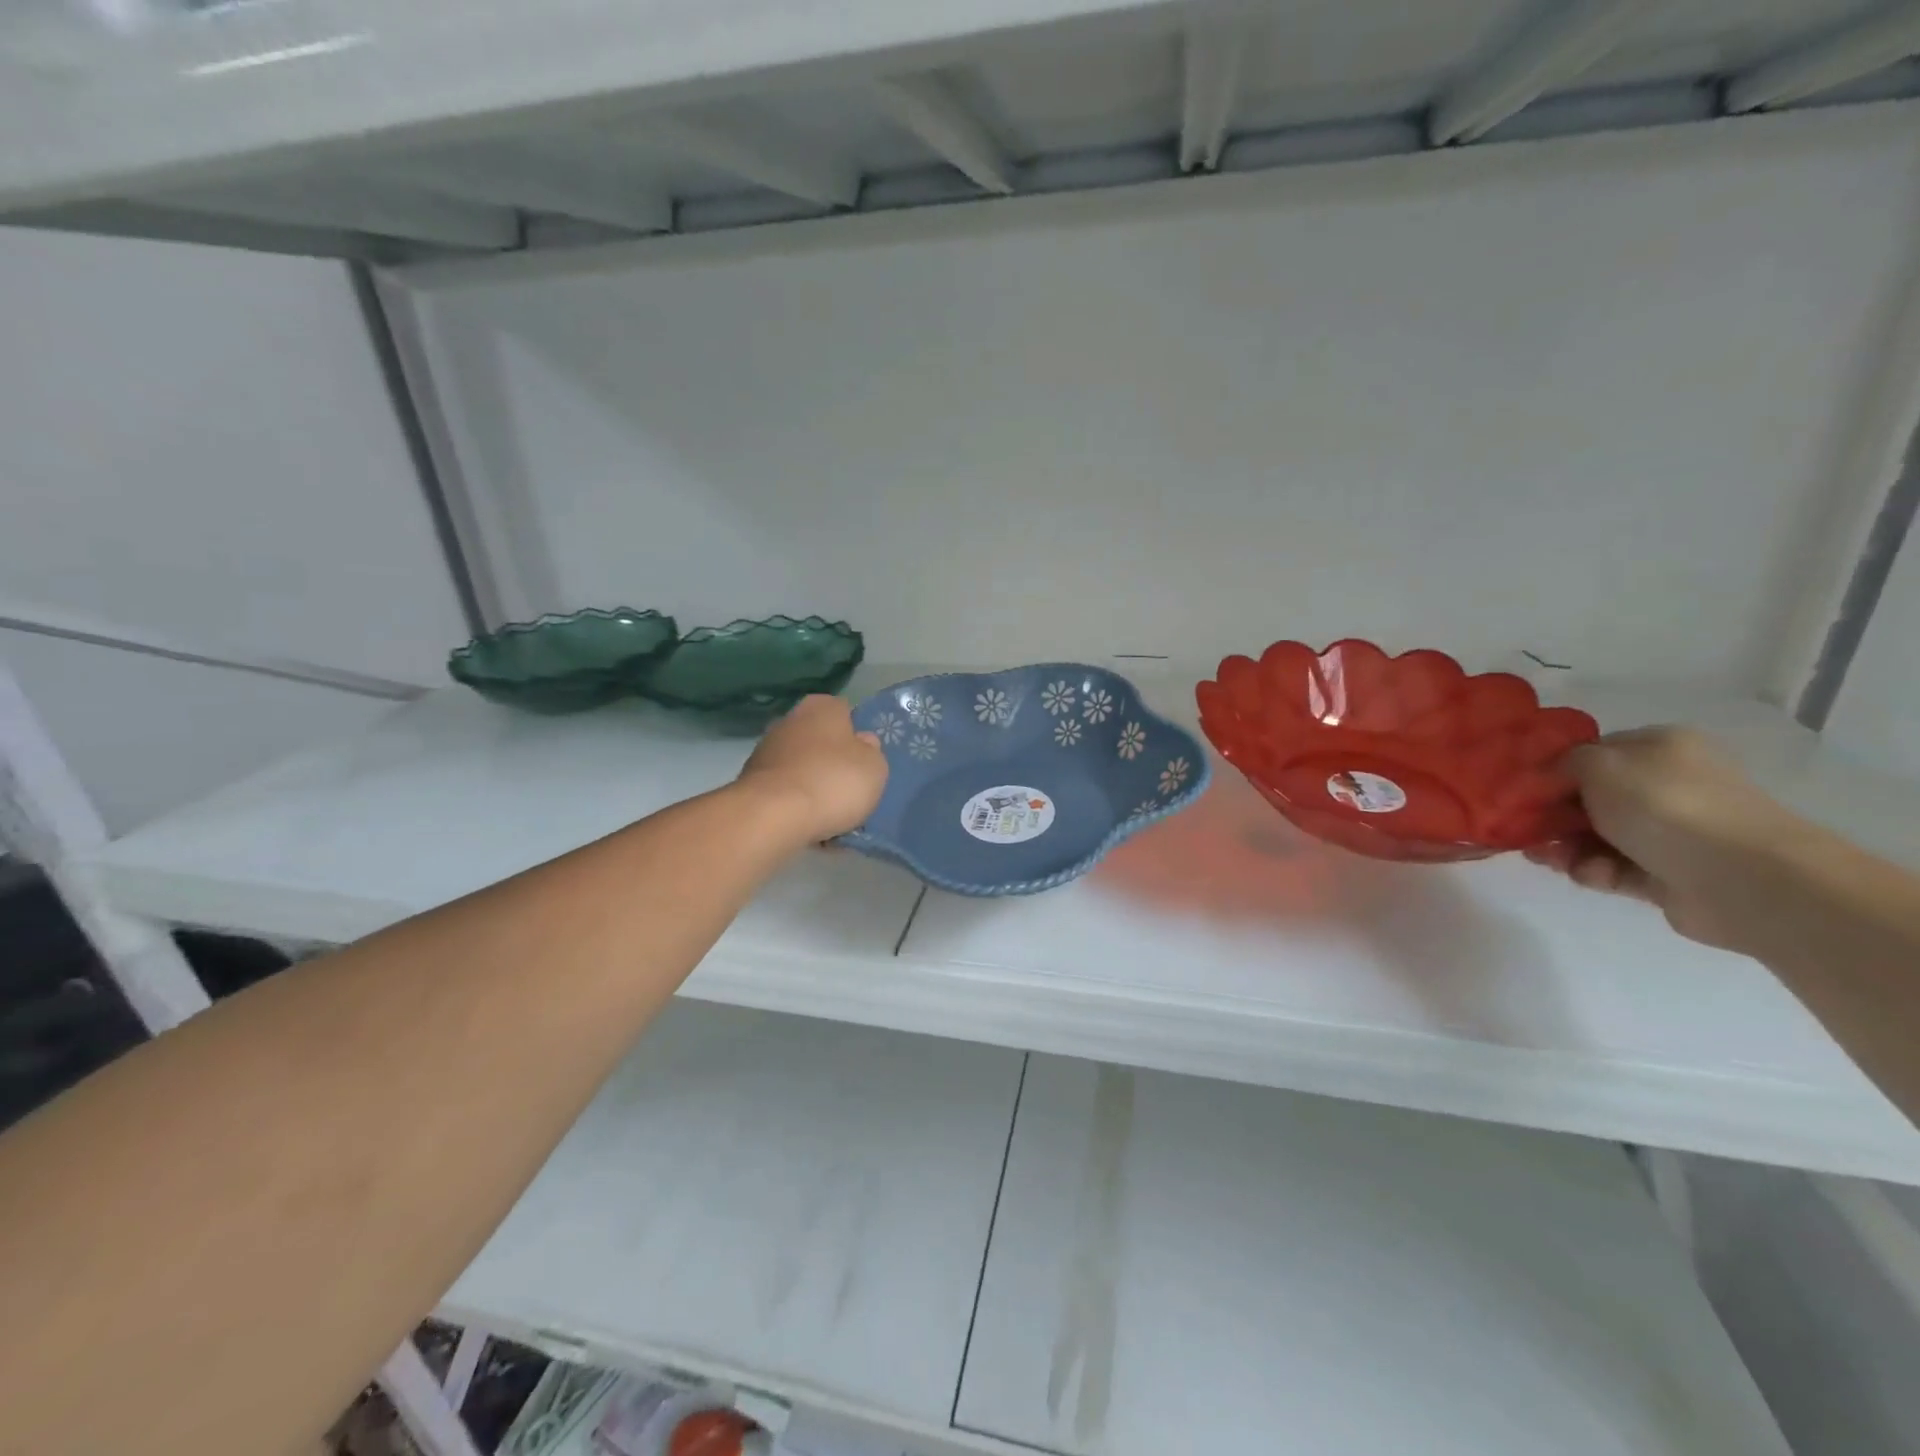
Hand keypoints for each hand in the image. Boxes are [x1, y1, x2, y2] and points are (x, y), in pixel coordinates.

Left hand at [736, 695, 888, 842]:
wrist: (772, 816)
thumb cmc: (832, 782)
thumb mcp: (874, 767)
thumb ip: (872, 752)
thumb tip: (862, 743)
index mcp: (822, 707)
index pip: (846, 713)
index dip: (857, 737)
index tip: (865, 761)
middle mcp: (791, 720)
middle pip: (821, 741)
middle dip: (833, 763)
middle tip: (851, 791)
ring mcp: (766, 750)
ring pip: (803, 768)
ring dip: (814, 787)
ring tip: (832, 818)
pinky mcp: (752, 782)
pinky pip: (786, 792)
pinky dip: (796, 806)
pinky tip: (809, 827)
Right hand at [1527, 727, 1800, 952]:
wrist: (1741, 878)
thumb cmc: (1664, 805)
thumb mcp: (1598, 765)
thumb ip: (1561, 763)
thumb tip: (1546, 777)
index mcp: (1661, 748)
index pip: (1593, 753)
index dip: (1553, 771)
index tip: (1521, 791)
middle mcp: (1669, 785)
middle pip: (1590, 798)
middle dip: (1553, 816)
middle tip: (1523, 831)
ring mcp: (1672, 832)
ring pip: (1596, 836)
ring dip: (1566, 847)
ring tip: (1548, 859)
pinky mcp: (1668, 874)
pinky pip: (1614, 868)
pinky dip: (1594, 871)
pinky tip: (1587, 875)